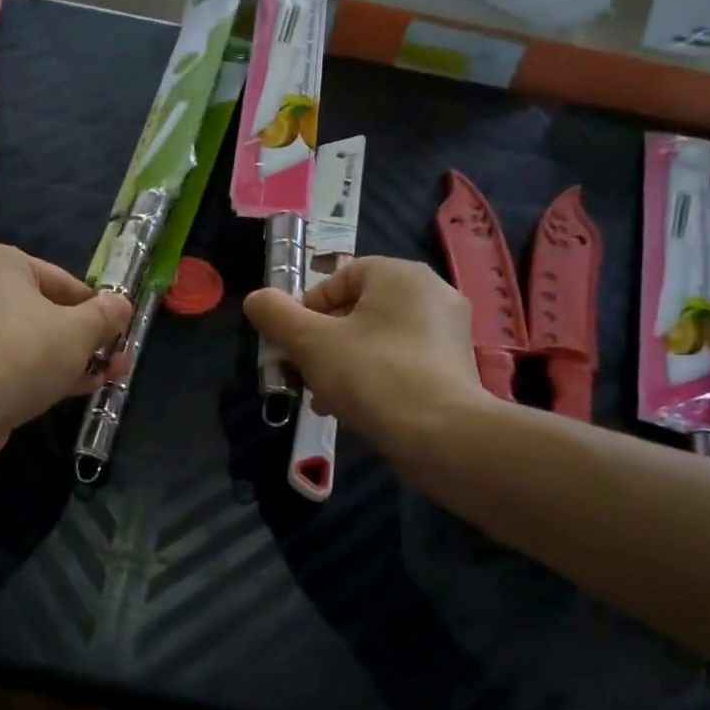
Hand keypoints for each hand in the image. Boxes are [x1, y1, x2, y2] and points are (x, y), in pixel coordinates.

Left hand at [0, 242, 132, 453]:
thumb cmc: (22, 350)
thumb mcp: (78, 331)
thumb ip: (105, 316)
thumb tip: (122, 305)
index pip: (62, 281)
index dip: (97, 310)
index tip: (120, 335)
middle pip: (43, 312)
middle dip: (84, 339)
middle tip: (116, 361)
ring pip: (26, 341)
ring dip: (65, 360)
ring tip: (102, 380)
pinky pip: (6, 365)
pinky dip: (35, 375)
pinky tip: (66, 392)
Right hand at [244, 256, 484, 464]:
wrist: (441, 435)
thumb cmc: (372, 375)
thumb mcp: (311, 343)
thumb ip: (277, 316)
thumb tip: (256, 299)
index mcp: (400, 275)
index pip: (341, 276)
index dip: (308, 307)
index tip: (293, 342)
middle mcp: (431, 292)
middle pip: (358, 309)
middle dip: (323, 341)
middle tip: (304, 372)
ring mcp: (448, 331)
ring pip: (378, 338)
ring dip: (344, 362)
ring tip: (324, 396)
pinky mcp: (454, 367)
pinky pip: (401, 361)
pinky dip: (375, 377)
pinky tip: (356, 408)